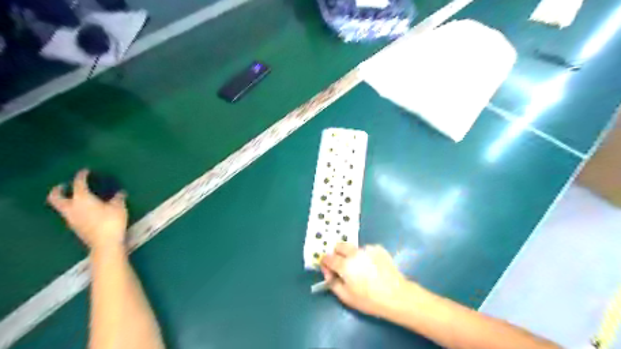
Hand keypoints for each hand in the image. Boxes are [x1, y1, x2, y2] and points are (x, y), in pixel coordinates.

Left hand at [47, 169, 126, 250]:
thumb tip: (120, 193)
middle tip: (64, 185)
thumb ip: (118, 198)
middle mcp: (72, 207)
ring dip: (66, 200)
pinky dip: (74, 209)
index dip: (82, 176)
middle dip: (58, 190)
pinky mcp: (75, 227)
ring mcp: (71, 219)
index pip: (78, 183)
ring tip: (77, 198)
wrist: (105, 243)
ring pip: (62, 207)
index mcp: (82, 199)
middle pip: (56, 197)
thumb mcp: (119, 207)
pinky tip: (86, 210)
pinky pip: (70, 214)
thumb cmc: (111, 221)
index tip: (85, 171)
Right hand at [320, 244, 411, 316]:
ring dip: (352, 255)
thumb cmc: (369, 300)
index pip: (328, 257)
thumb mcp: (346, 297)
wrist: (396, 296)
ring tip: (361, 268)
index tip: (327, 267)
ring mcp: (367, 249)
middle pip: (339, 246)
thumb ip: (332, 283)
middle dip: (337, 253)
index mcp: (344, 265)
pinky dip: (365, 255)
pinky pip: (366, 249)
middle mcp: (354, 253)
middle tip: (342, 265)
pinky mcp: (379, 248)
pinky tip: (372, 266)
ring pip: (354, 248)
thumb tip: (328, 272)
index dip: (325, 262)